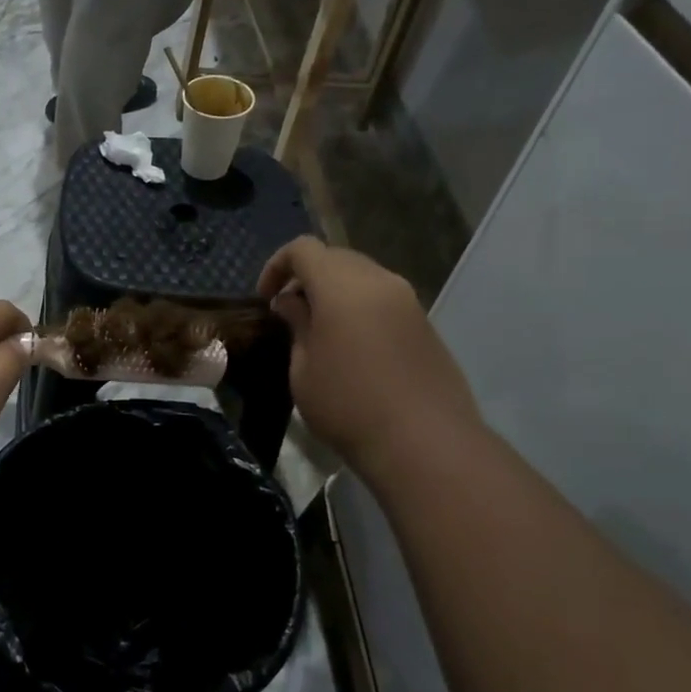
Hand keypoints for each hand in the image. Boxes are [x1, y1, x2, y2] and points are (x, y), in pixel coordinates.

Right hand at [258, 238, 479, 470]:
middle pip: (335, 257)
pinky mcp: (424, 323)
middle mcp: (379, 281)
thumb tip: (292, 303)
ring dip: (334, 292)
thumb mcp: (303, 370)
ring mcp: (408, 301)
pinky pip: (383, 299)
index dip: (277, 266)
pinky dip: (359, 307)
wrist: (425, 442)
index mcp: (342, 286)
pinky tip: (351, 346)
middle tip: (289, 313)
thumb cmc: (348, 406)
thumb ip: (296, 326)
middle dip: (306, 276)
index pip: (303, 249)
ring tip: (318, 330)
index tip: (265, 298)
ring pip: (362, 276)